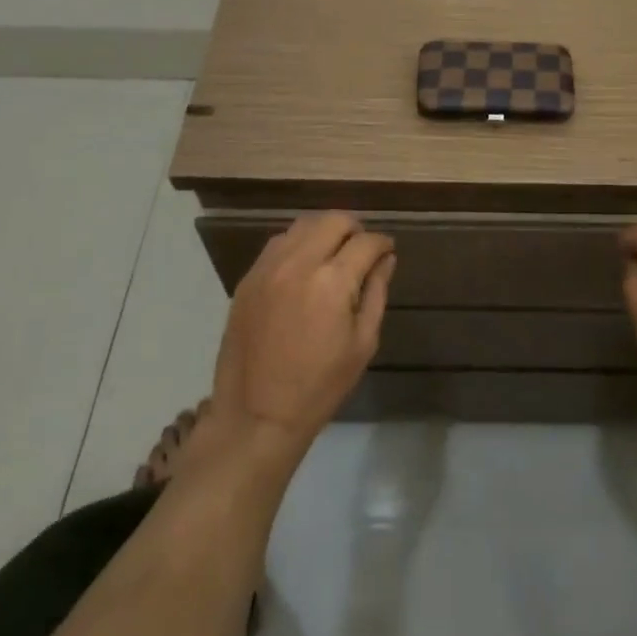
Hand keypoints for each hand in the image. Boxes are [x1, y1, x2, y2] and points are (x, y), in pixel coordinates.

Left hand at [210, 212, 395, 454]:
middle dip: (355, 229)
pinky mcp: (248, 278)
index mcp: (332, 281)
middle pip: (334, 220)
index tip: (388, 252)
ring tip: (334, 254)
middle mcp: (299, 263)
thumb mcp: (362, 343)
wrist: (256, 415)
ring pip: (303, 225)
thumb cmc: (319, 386)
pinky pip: (278, 243)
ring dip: (325, 231)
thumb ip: (377, 292)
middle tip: (362, 250)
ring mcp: (268, 268)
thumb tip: (386, 259)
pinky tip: (305, 266)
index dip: (383, 243)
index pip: (366, 242)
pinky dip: (298, 244)